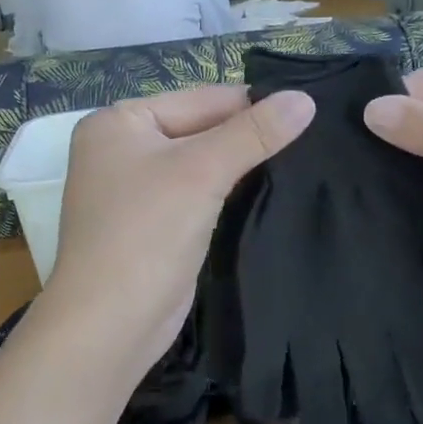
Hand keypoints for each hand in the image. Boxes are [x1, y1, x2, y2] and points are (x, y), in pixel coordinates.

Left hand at [42, 84, 315, 379]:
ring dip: (240, 165)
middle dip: (246, 137)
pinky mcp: (149, 223)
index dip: (253, 105)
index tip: (309, 109)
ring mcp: (132, 188)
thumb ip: (253, 133)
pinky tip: (266, 191)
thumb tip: (305, 99)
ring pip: (199, 163)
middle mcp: (120, 148)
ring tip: (300, 160)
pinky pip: (194, 193)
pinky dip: (224, 192)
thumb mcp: (202, 172)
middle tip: (312, 136)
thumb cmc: (146, 233)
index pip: (200, 99)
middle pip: (198, 129)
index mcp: (119, 121)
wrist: (109, 324)